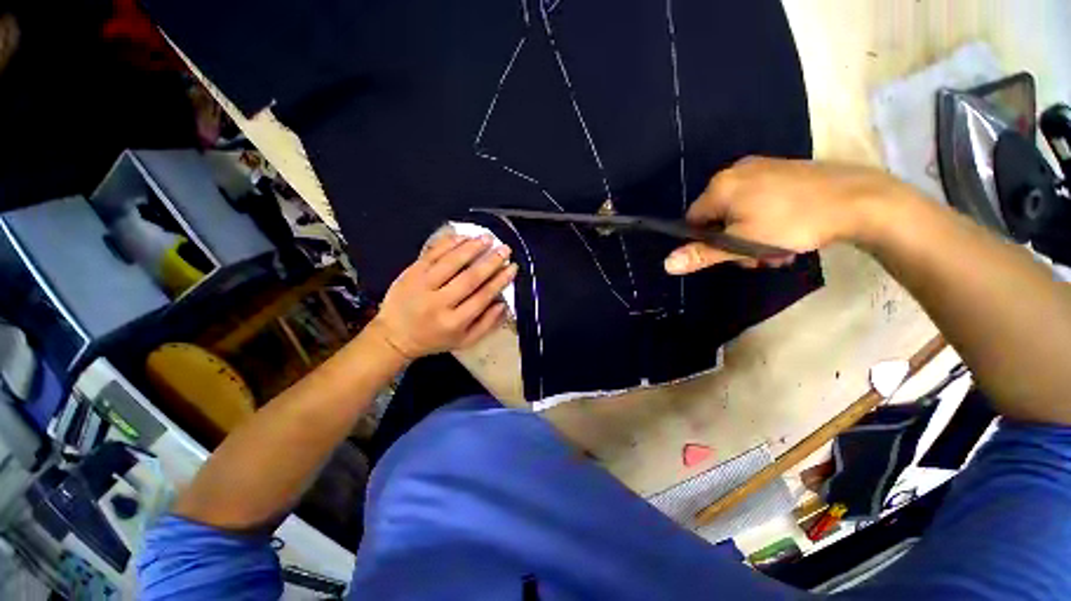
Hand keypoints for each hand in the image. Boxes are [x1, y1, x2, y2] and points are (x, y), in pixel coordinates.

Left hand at [371, 234, 517, 359]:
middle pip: (470, 278)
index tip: (512, 267)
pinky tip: (463, 236)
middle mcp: (439, 303)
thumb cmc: (434, 339)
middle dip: (490, 262)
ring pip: (451, 263)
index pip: (482, 297)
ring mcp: (422, 286)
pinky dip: (448, 244)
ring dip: (472, 248)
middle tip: (505, 249)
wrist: (394, 336)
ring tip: (487, 238)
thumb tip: (503, 304)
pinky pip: (432, 254)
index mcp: (454, 322)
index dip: (499, 281)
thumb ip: (486, 325)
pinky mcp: (411, 273)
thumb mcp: (464, 341)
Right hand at [664, 157, 908, 274]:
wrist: (858, 200)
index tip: (732, 254)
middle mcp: (734, 171)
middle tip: (757, 255)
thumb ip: (702, 254)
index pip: (694, 220)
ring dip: (750, 232)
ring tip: (776, 246)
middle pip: (717, 215)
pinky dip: (765, 216)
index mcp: (719, 187)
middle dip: (732, 239)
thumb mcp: (742, 245)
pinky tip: (786, 227)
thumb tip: (666, 264)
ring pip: (739, 209)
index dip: (708, 241)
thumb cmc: (792, 223)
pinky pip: (759, 197)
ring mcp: (761, 167)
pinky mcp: (782, 169)